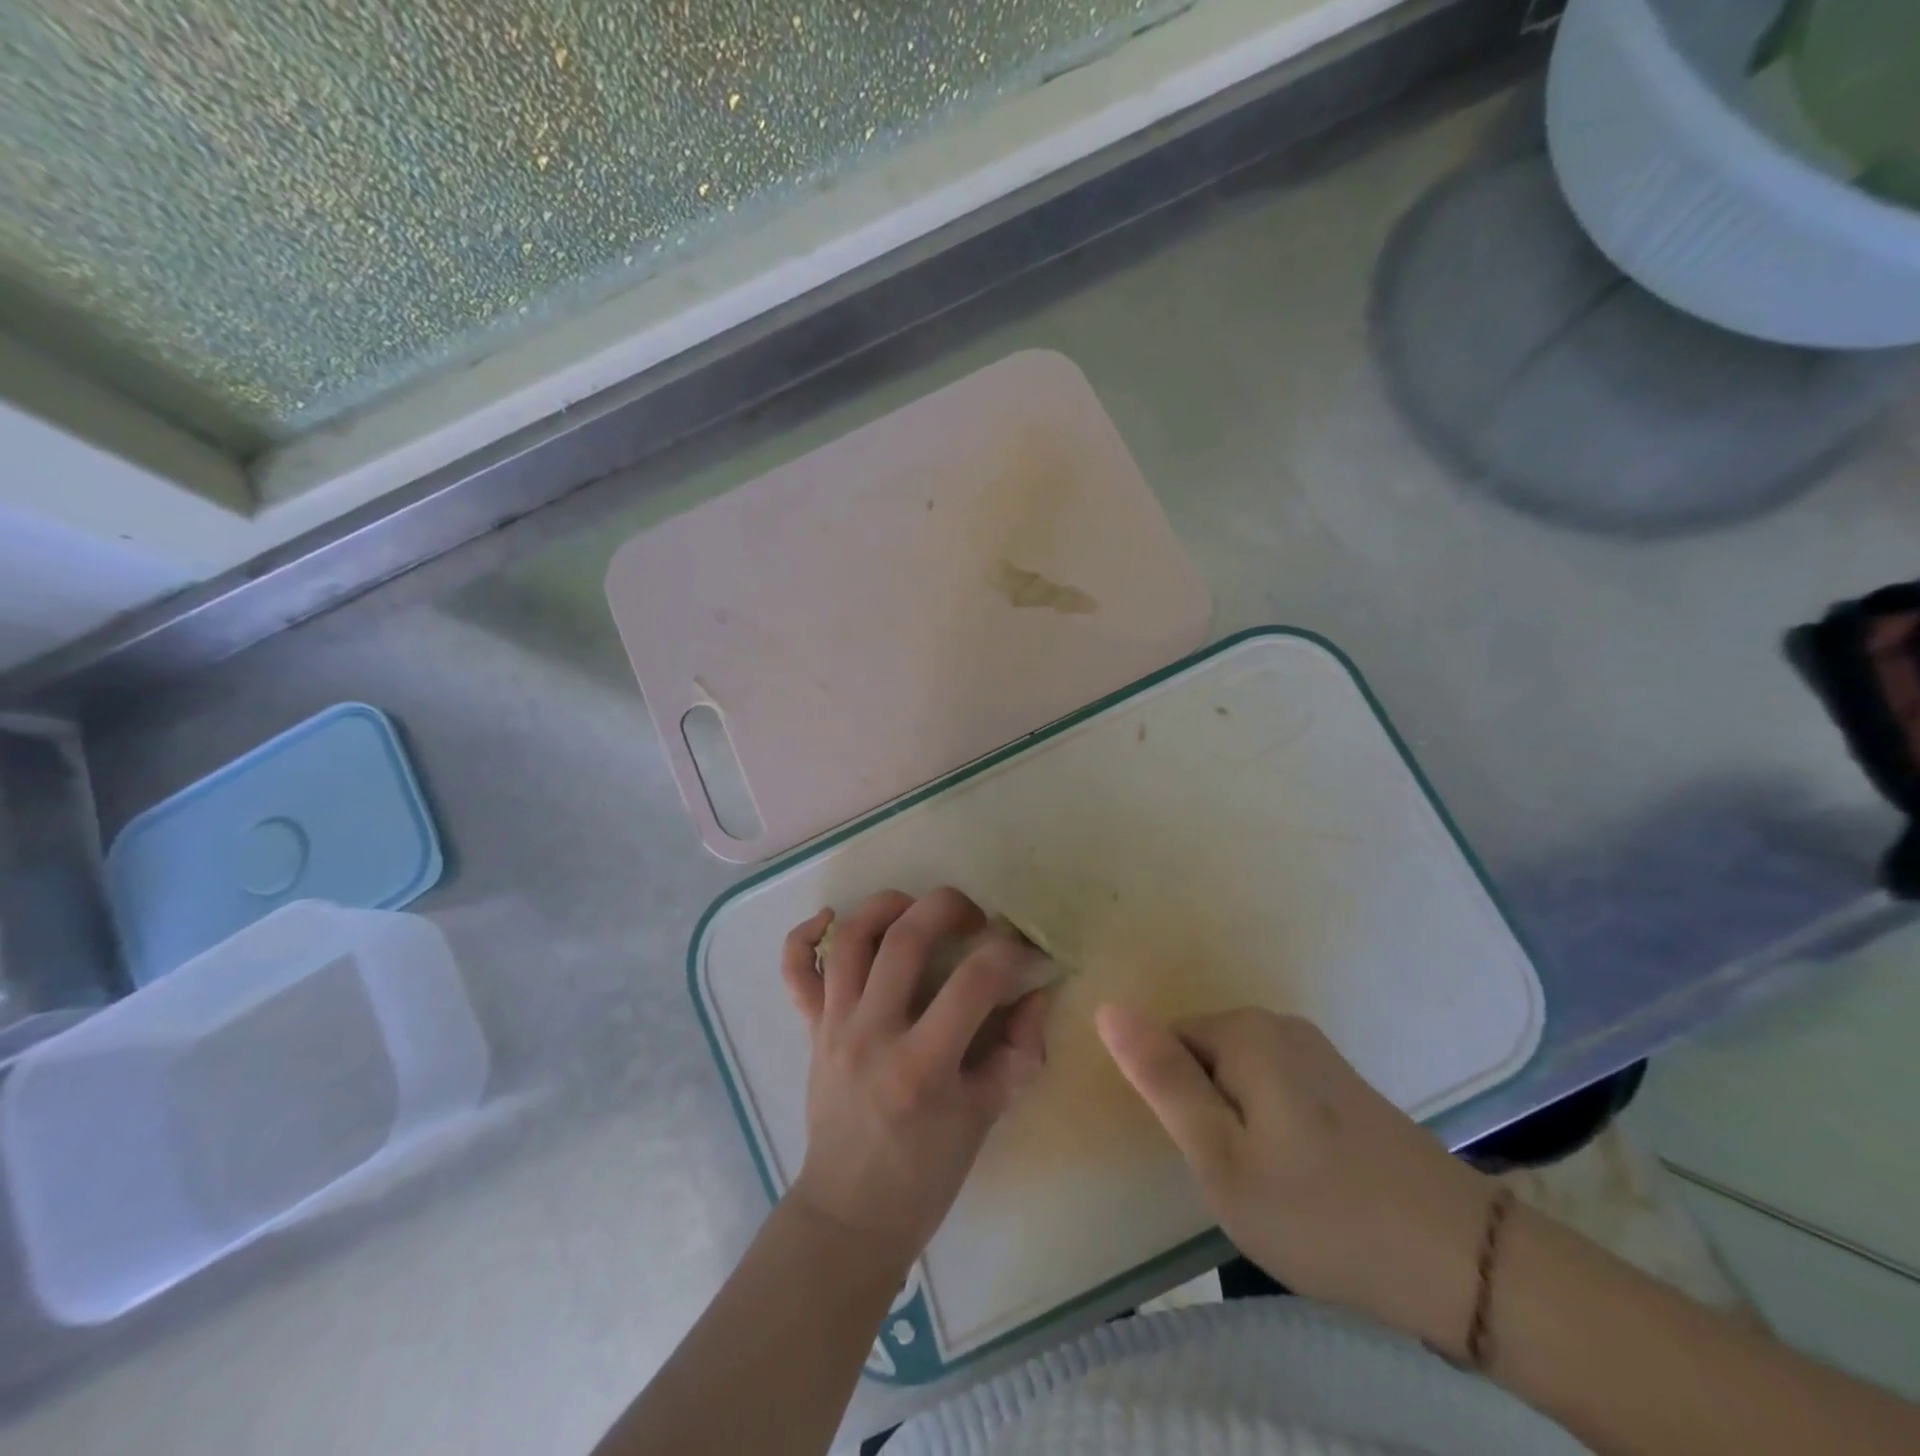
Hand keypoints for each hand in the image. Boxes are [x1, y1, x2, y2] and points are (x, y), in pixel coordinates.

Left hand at [780, 888, 1050, 1271]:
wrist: (849, 1214)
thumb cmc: (924, 1175)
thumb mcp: (985, 1120)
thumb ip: (1018, 1053)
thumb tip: (1035, 993)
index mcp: (922, 1066)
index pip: (975, 982)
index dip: (1011, 955)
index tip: (1026, 955)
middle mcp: (872, 1034)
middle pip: (905, 939)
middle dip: (948, 907)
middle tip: (974, 917)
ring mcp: (834, 1027)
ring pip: (850, 939)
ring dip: (885, 905)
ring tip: (915, 908)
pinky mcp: (811, 1030)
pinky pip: (795, 971)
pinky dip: (806, 935)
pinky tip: (832, 918)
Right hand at [1097, 1004, 1493, 1354]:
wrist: (1461, 1264)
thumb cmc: (1321, 1213)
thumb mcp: (1219, 1155)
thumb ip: (1161, 1078)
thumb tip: (1108, 1007)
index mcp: (1245, 1031)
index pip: (1166, 1044)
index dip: (1173, 1104)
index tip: (1202, 1158)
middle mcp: (1280, 1024)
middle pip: (1203, 1057)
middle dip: (1204, 1113)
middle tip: (1236, 1180)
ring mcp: (1316, 1053)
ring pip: (1237, 1079)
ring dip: (1236, 1125)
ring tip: (1268, 1185)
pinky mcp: (1341, 1084)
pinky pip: (1274, 1091)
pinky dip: (1270, 1129)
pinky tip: (1303, 1179)